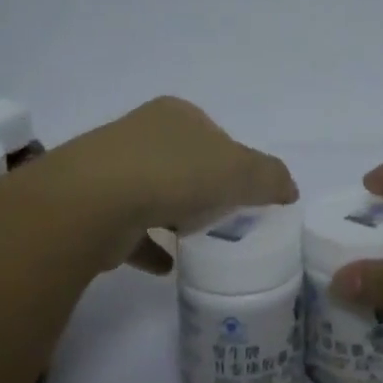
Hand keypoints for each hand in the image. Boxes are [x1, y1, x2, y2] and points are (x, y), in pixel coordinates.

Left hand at [59, 97, 297, 274]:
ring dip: (176, 216)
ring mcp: (113, 170)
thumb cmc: (175, 173)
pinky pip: (132, 229)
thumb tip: (288, 189)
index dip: (235, 162)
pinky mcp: (96, 208)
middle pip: (185, 163)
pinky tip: (170, 267)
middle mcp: (142, 134)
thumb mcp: (239, 170)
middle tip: (227, 220)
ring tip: (199, 243)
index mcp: (176, 114)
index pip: (215, 135)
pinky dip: (151, 246)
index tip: (248, 194)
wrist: (94, 202)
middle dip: (205, 189)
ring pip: (156, 193)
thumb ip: (270, 176)